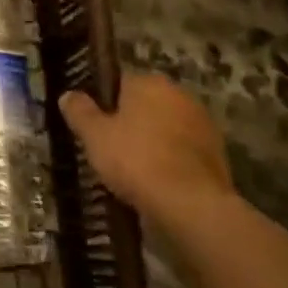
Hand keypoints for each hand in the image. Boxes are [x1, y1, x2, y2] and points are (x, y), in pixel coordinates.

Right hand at [59, 71, 235, 229]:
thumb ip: (80, 112)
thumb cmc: (136, 160)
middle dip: (133, 123)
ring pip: (167, 129)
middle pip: (146, 104)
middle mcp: (178, 94)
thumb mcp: (94, 136)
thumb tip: (68, 95)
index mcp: (148, 81)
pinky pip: (185, 153)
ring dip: (155, 143)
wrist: (193, 206)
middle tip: (113, 150)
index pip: (120, 83)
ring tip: (136, 172)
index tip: (97, 128)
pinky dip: (173, 163)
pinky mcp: (219, 154)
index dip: (105, 104)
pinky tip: (160, 184)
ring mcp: (203, 124)